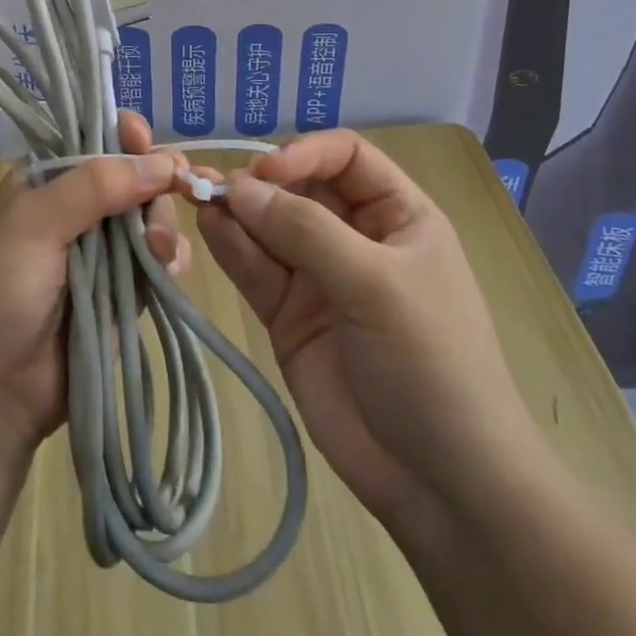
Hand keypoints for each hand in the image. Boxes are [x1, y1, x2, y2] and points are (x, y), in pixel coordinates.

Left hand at [0, 112, 191, 449]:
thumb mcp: (36, 224)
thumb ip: (95, 185)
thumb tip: (163, 162)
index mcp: (49, 179)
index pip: (96, 139)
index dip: (127, 136)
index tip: (147, 144)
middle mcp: (79, 207)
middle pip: (136, 175)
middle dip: (155, 185)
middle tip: (170, 197)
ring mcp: (104, 250)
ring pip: (154, 216)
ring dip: (164, 226)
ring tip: (157, 253)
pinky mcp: (126, 290)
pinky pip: (161, 260)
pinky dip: (172, 259)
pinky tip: (170, 270)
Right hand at [198, 130, 541, 529]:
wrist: (441, 483)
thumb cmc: (430, 362)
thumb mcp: (376, 283)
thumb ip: (305, 231)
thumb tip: (239, 187)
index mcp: (396, 215)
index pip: (346, 157)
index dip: (305, 153)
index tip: (266, 169)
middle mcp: (355, 237)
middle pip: (299, 189)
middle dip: (259, 182)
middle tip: (212, 183)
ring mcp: (319, 278)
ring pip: (270, 228)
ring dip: (235, 211)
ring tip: (194, 195)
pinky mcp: (289, 316)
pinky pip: (256, 270)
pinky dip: (231, 248)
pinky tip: (207, 228)